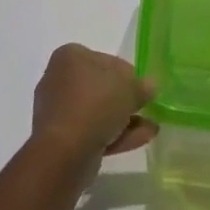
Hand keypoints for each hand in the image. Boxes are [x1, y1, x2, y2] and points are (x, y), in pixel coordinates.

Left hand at [30, 44, 157, 167]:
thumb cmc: (96, 103)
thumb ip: (142, 86)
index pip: (105, 60)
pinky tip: (140, 139)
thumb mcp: (129, 87)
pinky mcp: (60, 140)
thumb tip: (149, 86)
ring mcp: (58, 112)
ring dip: (123, 119)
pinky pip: (92, 132)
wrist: (64, 152)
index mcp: (70, 57)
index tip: (142, 87)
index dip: (127, 73)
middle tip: (146, 107)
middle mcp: (59, 80)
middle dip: (124, 99)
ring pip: (97, 112)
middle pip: (100, 87)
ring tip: (151, 128)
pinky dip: (114, 135)